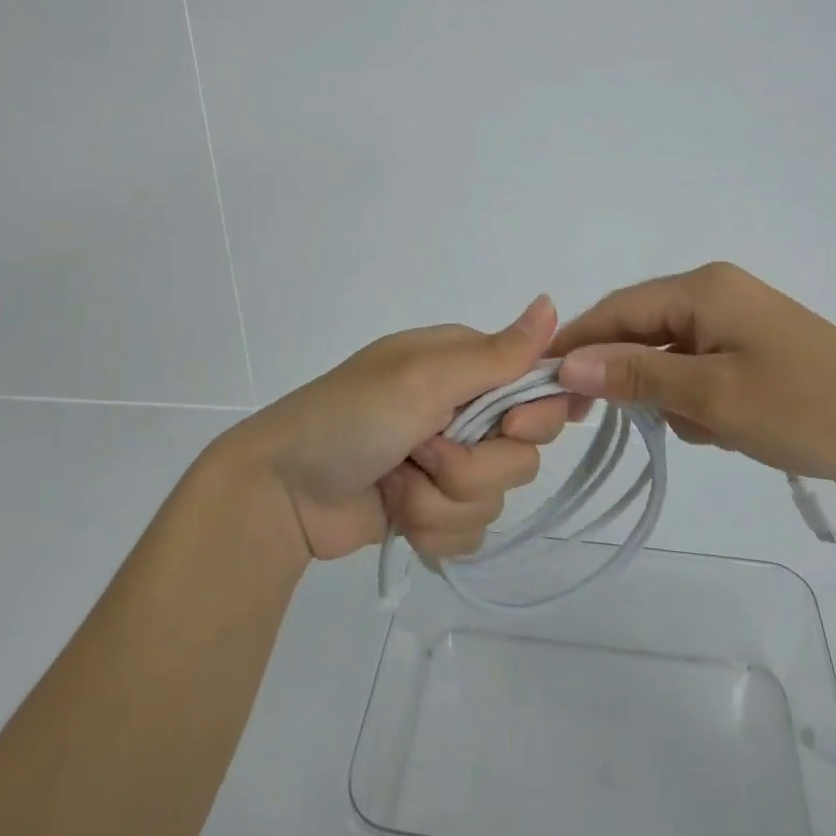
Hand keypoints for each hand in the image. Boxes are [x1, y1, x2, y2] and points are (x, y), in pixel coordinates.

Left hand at [225, 296, 575, 560]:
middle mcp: (464, 410)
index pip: (538, 388)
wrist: (282, 491)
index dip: (536, 415)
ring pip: (495, 499)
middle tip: (424, 451)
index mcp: (465, 366)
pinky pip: (470, 532)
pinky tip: (396, 512)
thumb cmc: (351, 417)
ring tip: (395, 483)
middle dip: (473, 467)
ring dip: (440, 501)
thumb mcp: (423, 377)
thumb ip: (495, 353)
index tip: (509, 428)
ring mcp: (448, 463)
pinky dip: (431, 528)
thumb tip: (553, 303)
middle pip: (523, 454)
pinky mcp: (433, 508)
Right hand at [549, 262, 835, 496]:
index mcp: (703, 288)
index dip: (577, 344)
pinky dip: (702, 403)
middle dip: (637, 380)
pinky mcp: (757, 351)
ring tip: (714, 431)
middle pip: (643, 331)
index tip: (544, 385)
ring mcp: (740, 322)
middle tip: (643, 424)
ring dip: (675, 398)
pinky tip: (732, 431)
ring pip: (672, 357)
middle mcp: (717, 293)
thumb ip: (636, 375)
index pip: (617, 309)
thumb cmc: (807, 409)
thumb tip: (566, 361)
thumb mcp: (713, 397)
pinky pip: (703, 371)